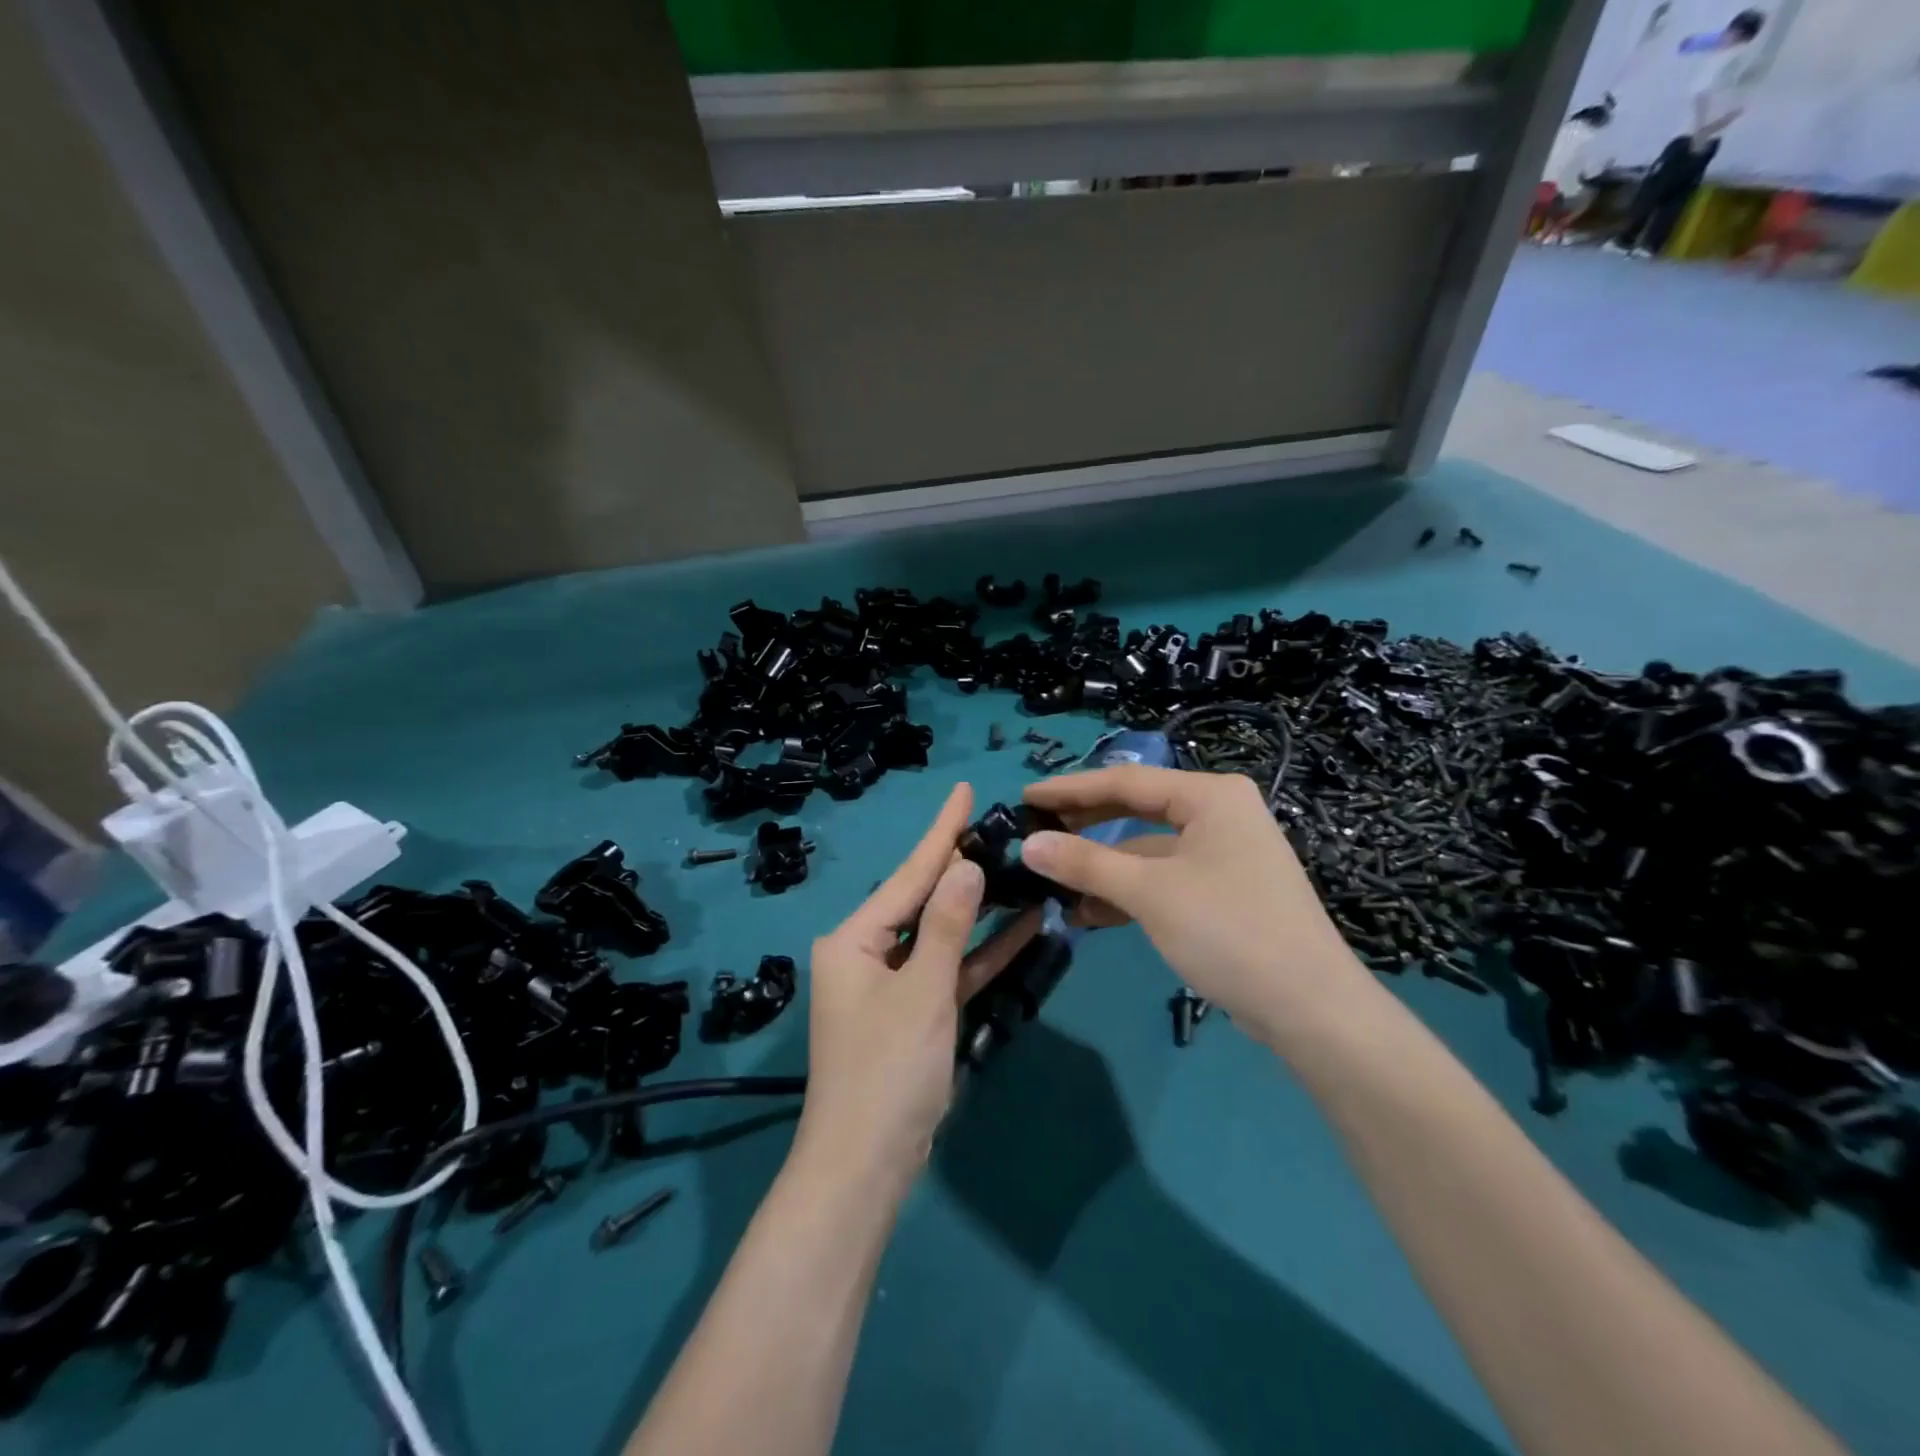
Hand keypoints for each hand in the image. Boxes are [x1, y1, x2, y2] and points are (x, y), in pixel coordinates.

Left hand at [794, 783, 1038, 1193]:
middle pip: (923, 899)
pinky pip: (950, 970)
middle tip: (1002, 828)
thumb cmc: (887, 1072)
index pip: (907, 874)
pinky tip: (1022, 927)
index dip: (940, 831)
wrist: (866, 1167)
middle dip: (961, 867)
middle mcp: (868, 953)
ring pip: (941, 934)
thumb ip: (946, 926)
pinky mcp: (915, 1012)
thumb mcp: (922, 992)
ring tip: (1018, 866)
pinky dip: (981, 953)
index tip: (965, 790)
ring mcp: (892, 984)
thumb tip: (965, 865)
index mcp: (854, 939)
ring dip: (979, 909)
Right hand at [1021, 766, 1372, 1046]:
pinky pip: (1162, 879)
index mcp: (1210, 795)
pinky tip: (1088, 913)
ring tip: (1050, 880)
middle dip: (1084, 825)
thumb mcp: (1150, 892)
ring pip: (1146, 849)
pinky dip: (1127, 892)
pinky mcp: (1222, 891)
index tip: (1024, 797)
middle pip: (1136, 810)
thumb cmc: (1229, 931)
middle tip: (1033, 832)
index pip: (1125, 781)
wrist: (1310, 1009)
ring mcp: (1223, 854)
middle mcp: (1219, 814)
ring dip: (1101, 867)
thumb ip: (1085, 862)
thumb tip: (1028, 844)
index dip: (1070, 789)